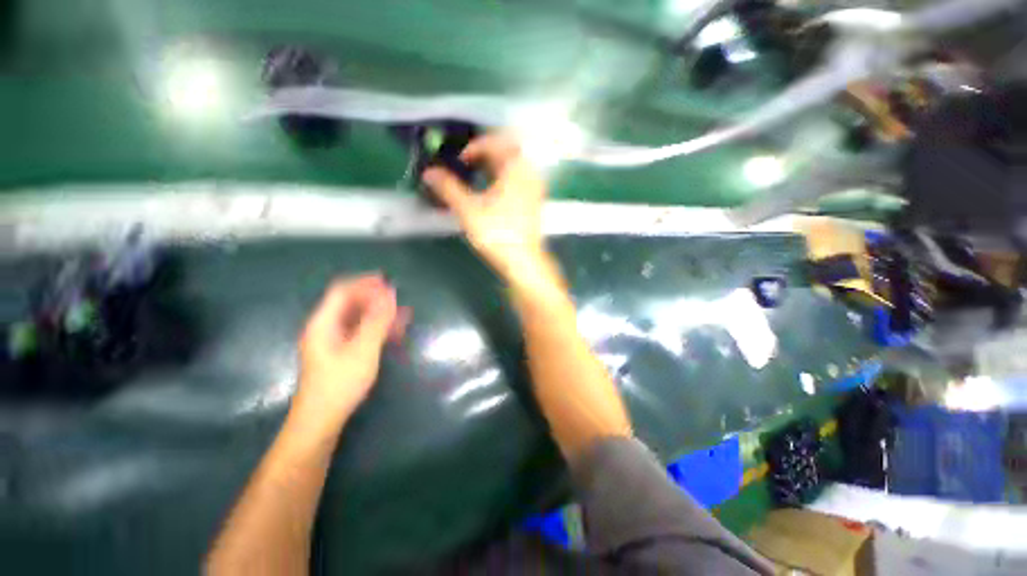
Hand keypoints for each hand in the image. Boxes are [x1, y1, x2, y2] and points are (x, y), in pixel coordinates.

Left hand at [294, 275, 398, 426]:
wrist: (322, 421)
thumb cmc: (340, 383)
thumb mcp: (362, 349)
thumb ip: (377, 320)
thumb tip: (390, 294)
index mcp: (324, 323)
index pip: (343, 291)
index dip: (365, 283)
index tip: (388, 281)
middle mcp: (327, 328)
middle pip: (351, 303)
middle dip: (375, 298)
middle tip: (399, 299)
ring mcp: (334, 341)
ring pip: (359, 318)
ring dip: (380, 313)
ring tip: (403, 314)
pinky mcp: (343, 353)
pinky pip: (362, 332)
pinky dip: (378, 328)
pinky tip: (396, 332)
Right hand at [423, 133, 548, 280]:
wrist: (523, 261)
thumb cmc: (497, 234)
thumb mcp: (469, 210)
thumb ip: (448, 188)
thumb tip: (429, 173)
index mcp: (516, 167)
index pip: (495, 143)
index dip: (474, 147)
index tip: (459, 161)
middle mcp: (529, 173)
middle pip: (506, 152)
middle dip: (483, 156)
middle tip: (465, 167)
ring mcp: (534, 188)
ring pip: (512, 168)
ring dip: (493, 168)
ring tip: (474, 179)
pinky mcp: (534, 202)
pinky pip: (518, 180)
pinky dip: (502, 180)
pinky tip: (490, 194)